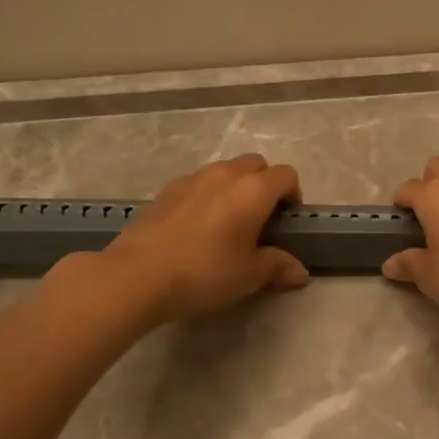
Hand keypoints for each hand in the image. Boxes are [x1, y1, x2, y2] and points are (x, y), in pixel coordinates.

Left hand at [82, 154, 308, 322]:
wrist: (138, 274)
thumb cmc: (205, 273)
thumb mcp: (249, 275)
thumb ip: (278, 266)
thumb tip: (301, 272)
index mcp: (254, 190)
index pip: (286, 175)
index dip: (293, 195)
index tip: (287, 221)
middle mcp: (226, 175)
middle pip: (256, 163)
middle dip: (265, 183)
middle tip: (260, 218)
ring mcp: (193, 178)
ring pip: (225, 170)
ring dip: (235, 186)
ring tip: (227, 221)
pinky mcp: (167, 190)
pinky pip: (198, 182)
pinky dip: (206, 195)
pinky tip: (196, 226)